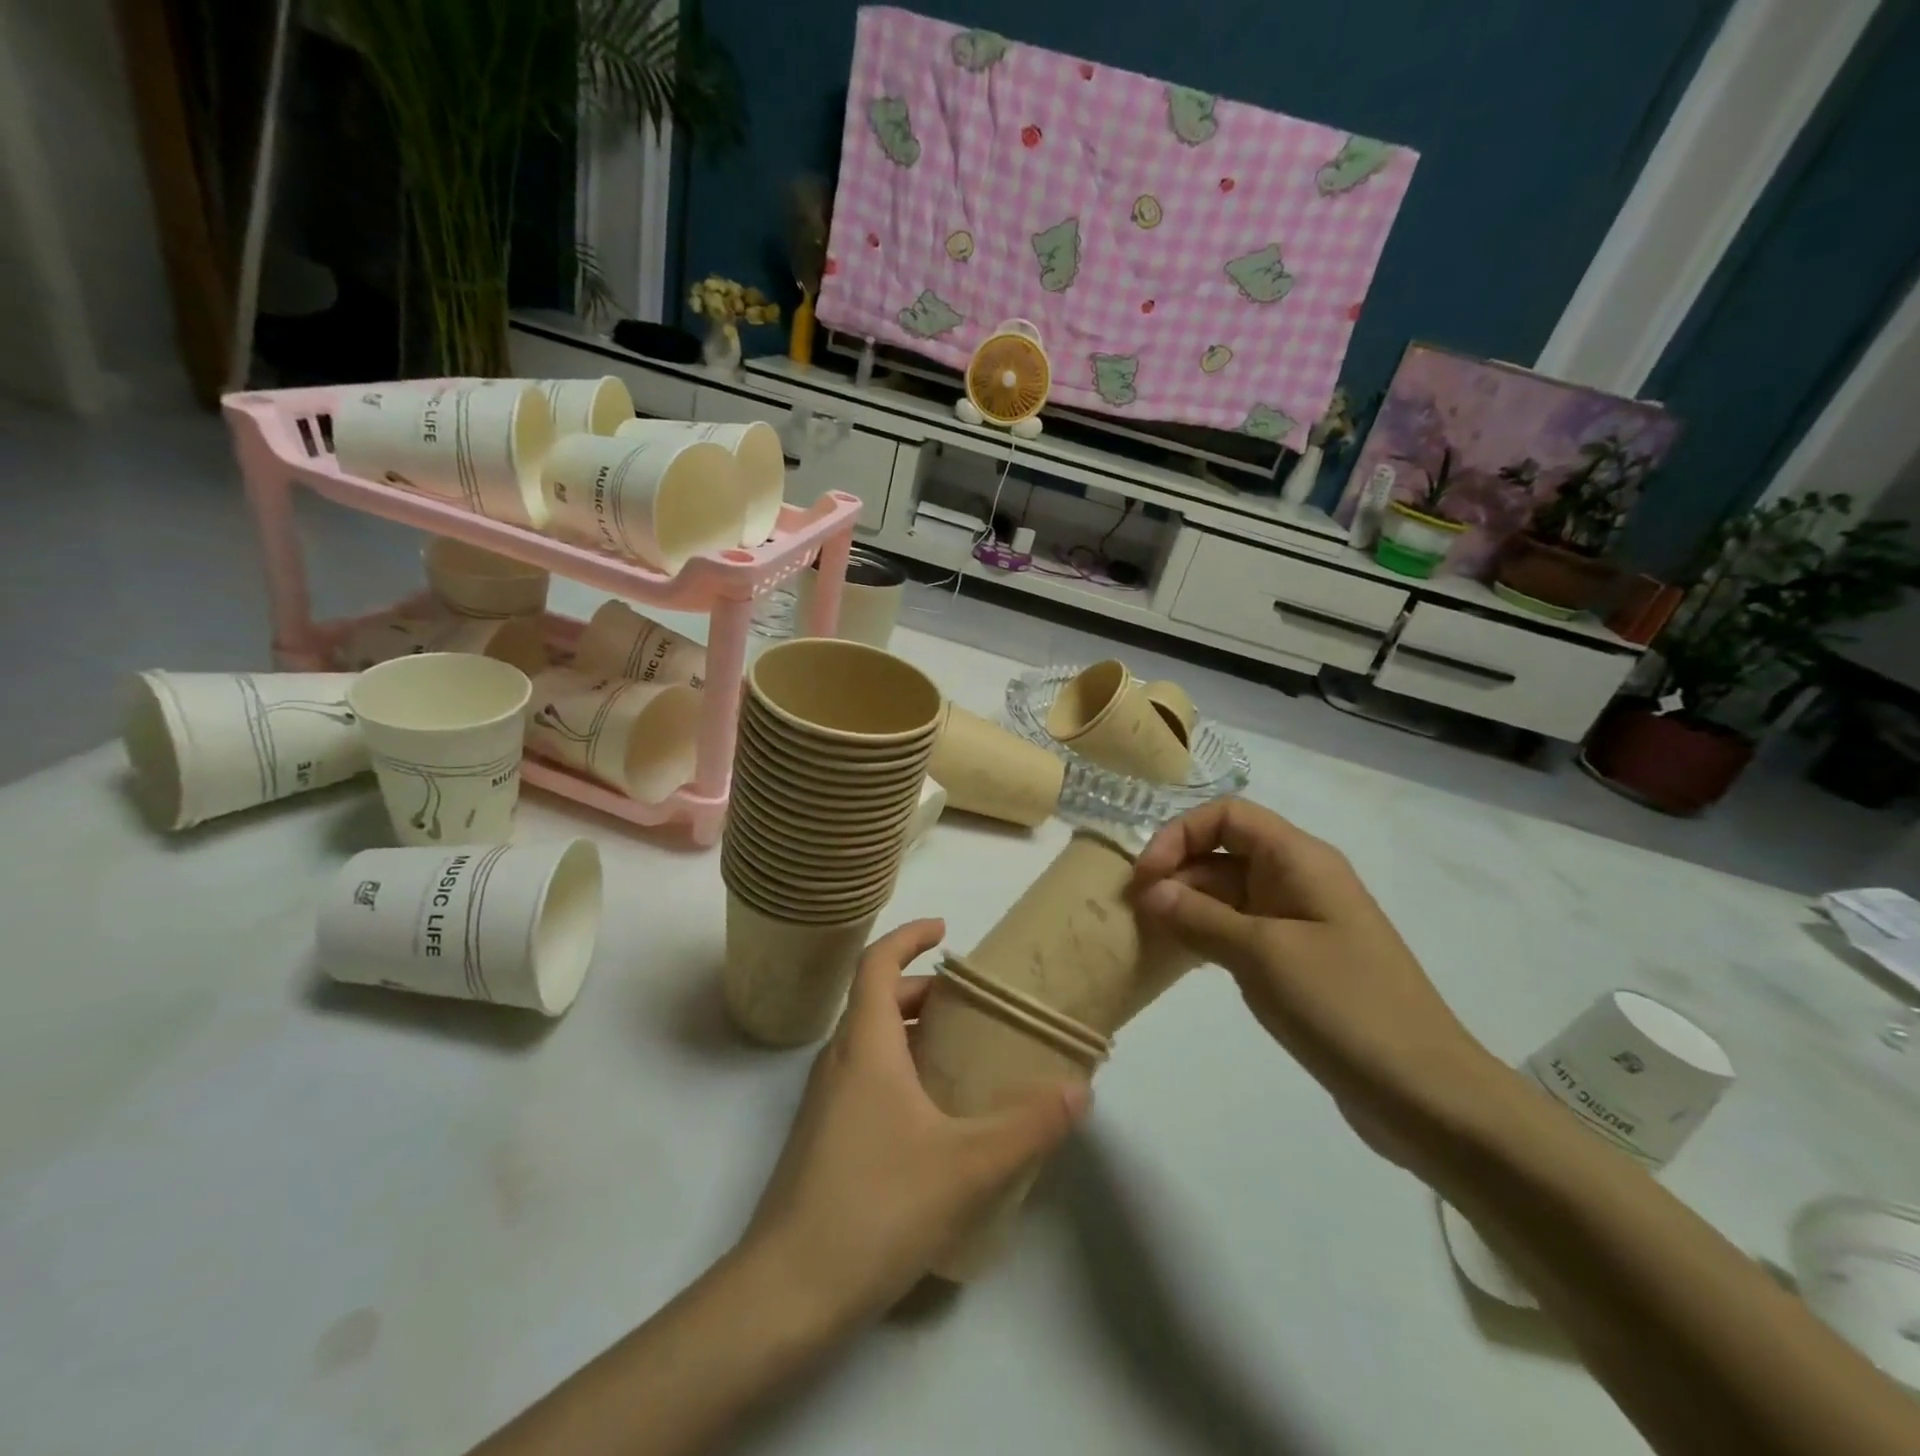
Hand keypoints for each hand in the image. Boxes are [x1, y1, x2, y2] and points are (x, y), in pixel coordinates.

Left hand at [741, 919, 1087, 1328]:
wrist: (787, 1292)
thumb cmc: (876, 1206)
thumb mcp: (967, 1166)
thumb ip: (1028, 1126)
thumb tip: (1079, 1090)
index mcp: (865, 1045)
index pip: (876, 963)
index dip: (908, 936)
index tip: (945, 930)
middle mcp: (839, 1061)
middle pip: (877, 1000)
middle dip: (922, 989)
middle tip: (970, 1004)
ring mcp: (825, 1101)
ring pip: (870, 1041)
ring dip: (911, 1031)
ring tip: (961, 1052)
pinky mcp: (822, 1137)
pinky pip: (864, 1077)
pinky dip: (900, 1068)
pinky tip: (934, 1115)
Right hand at [1131, 799, 1509, 1184]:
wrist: (1425, 1094)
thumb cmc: (1343, 1006)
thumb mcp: (1262, 954)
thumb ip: (1199, 917)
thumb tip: (1149, 891)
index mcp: (1299, 859)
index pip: (1227, 815)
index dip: (1179, 834)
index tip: (1145, 877)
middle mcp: (1299, 878)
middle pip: (1223, 851)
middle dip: (1176, 872)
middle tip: (1135, 913)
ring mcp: (1300, 920)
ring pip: (1228, 892)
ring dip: (1187, 905)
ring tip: (1148, 934)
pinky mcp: (1298, 959)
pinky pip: (1241, 929)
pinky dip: (1207, 934)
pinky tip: (1181, 957)